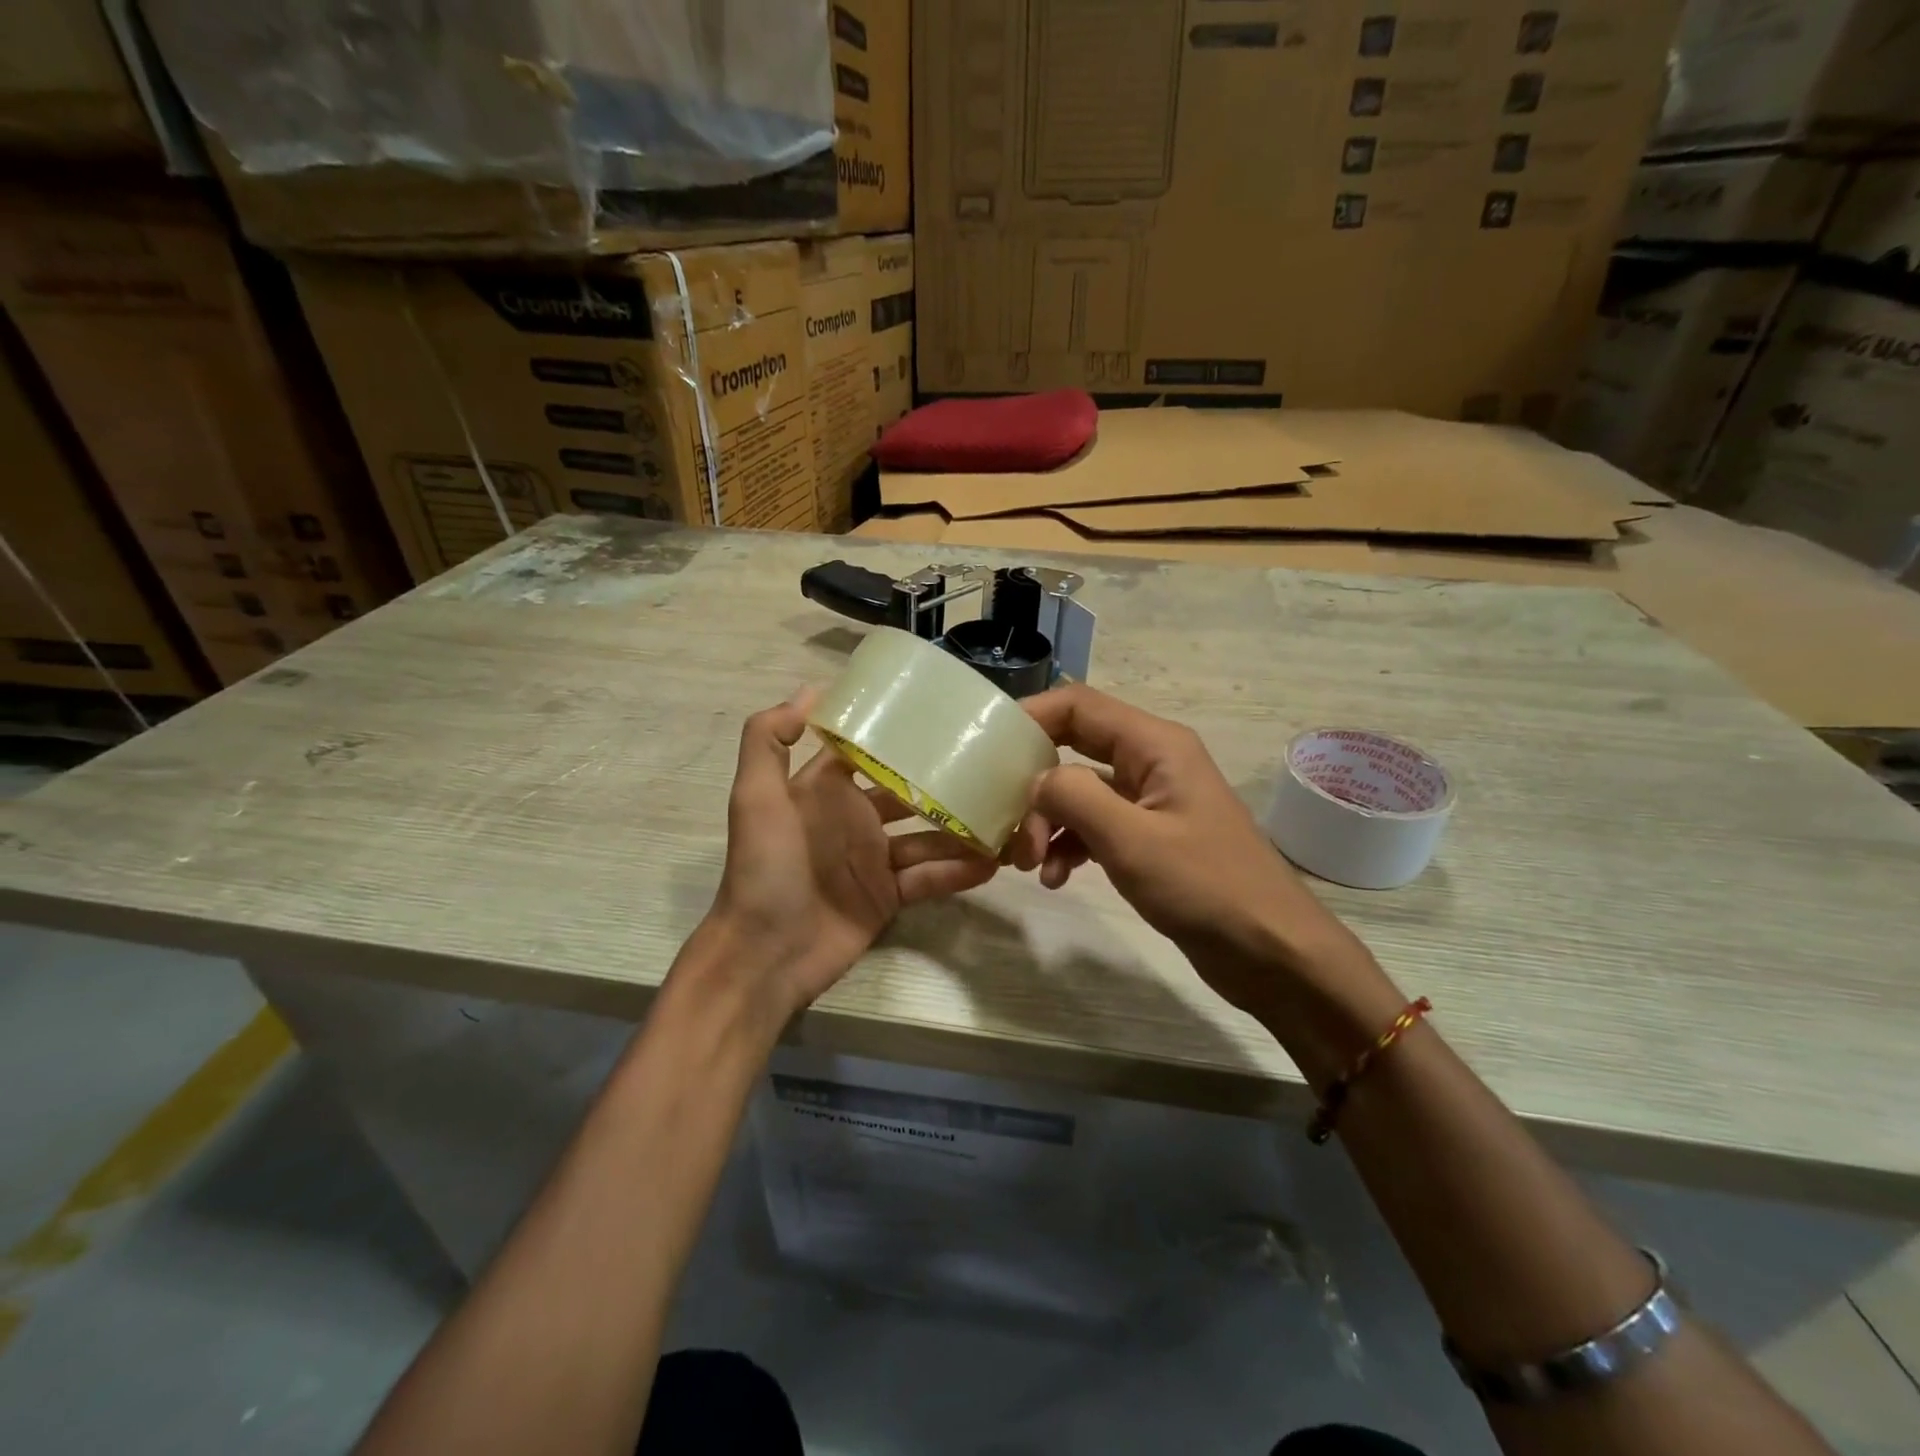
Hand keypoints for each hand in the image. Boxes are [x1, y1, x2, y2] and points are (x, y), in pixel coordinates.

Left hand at [698, 697, 997, 1020]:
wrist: (765, 954)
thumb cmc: (763, 868)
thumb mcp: (756, 798)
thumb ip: (769, 739)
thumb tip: (812, 690)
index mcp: (825, 789)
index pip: (868, 752)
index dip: (900, 735)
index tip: (944, 718)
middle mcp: (854, 818)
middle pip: (909, 792)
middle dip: (945, 781)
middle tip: (993, 768)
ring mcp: (874, 859)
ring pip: (928, 836)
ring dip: (962, 828)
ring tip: (1006, 816)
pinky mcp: (889, 896)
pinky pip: (930, 878)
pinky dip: (959, 871)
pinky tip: (993, 862)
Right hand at [1011, 685, 1382, 1026]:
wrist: (1273, 954)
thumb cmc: (1207, 887)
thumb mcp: (1131, 840)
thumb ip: (1074, 797)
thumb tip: (1035, 781)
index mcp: (1154, 745)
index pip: (1078, 706)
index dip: (1029, 718)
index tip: (985, 750)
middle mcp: (1151, 762)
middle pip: (1073, 748)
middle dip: (1034, 783)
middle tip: (1008, 826)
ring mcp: (1151, 801)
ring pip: (1080, 792)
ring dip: (1048, 821)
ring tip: (1029, 864)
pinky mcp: (1150, 838)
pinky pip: (1096, 826)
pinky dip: (1070, 846)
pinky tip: (1057, 878)